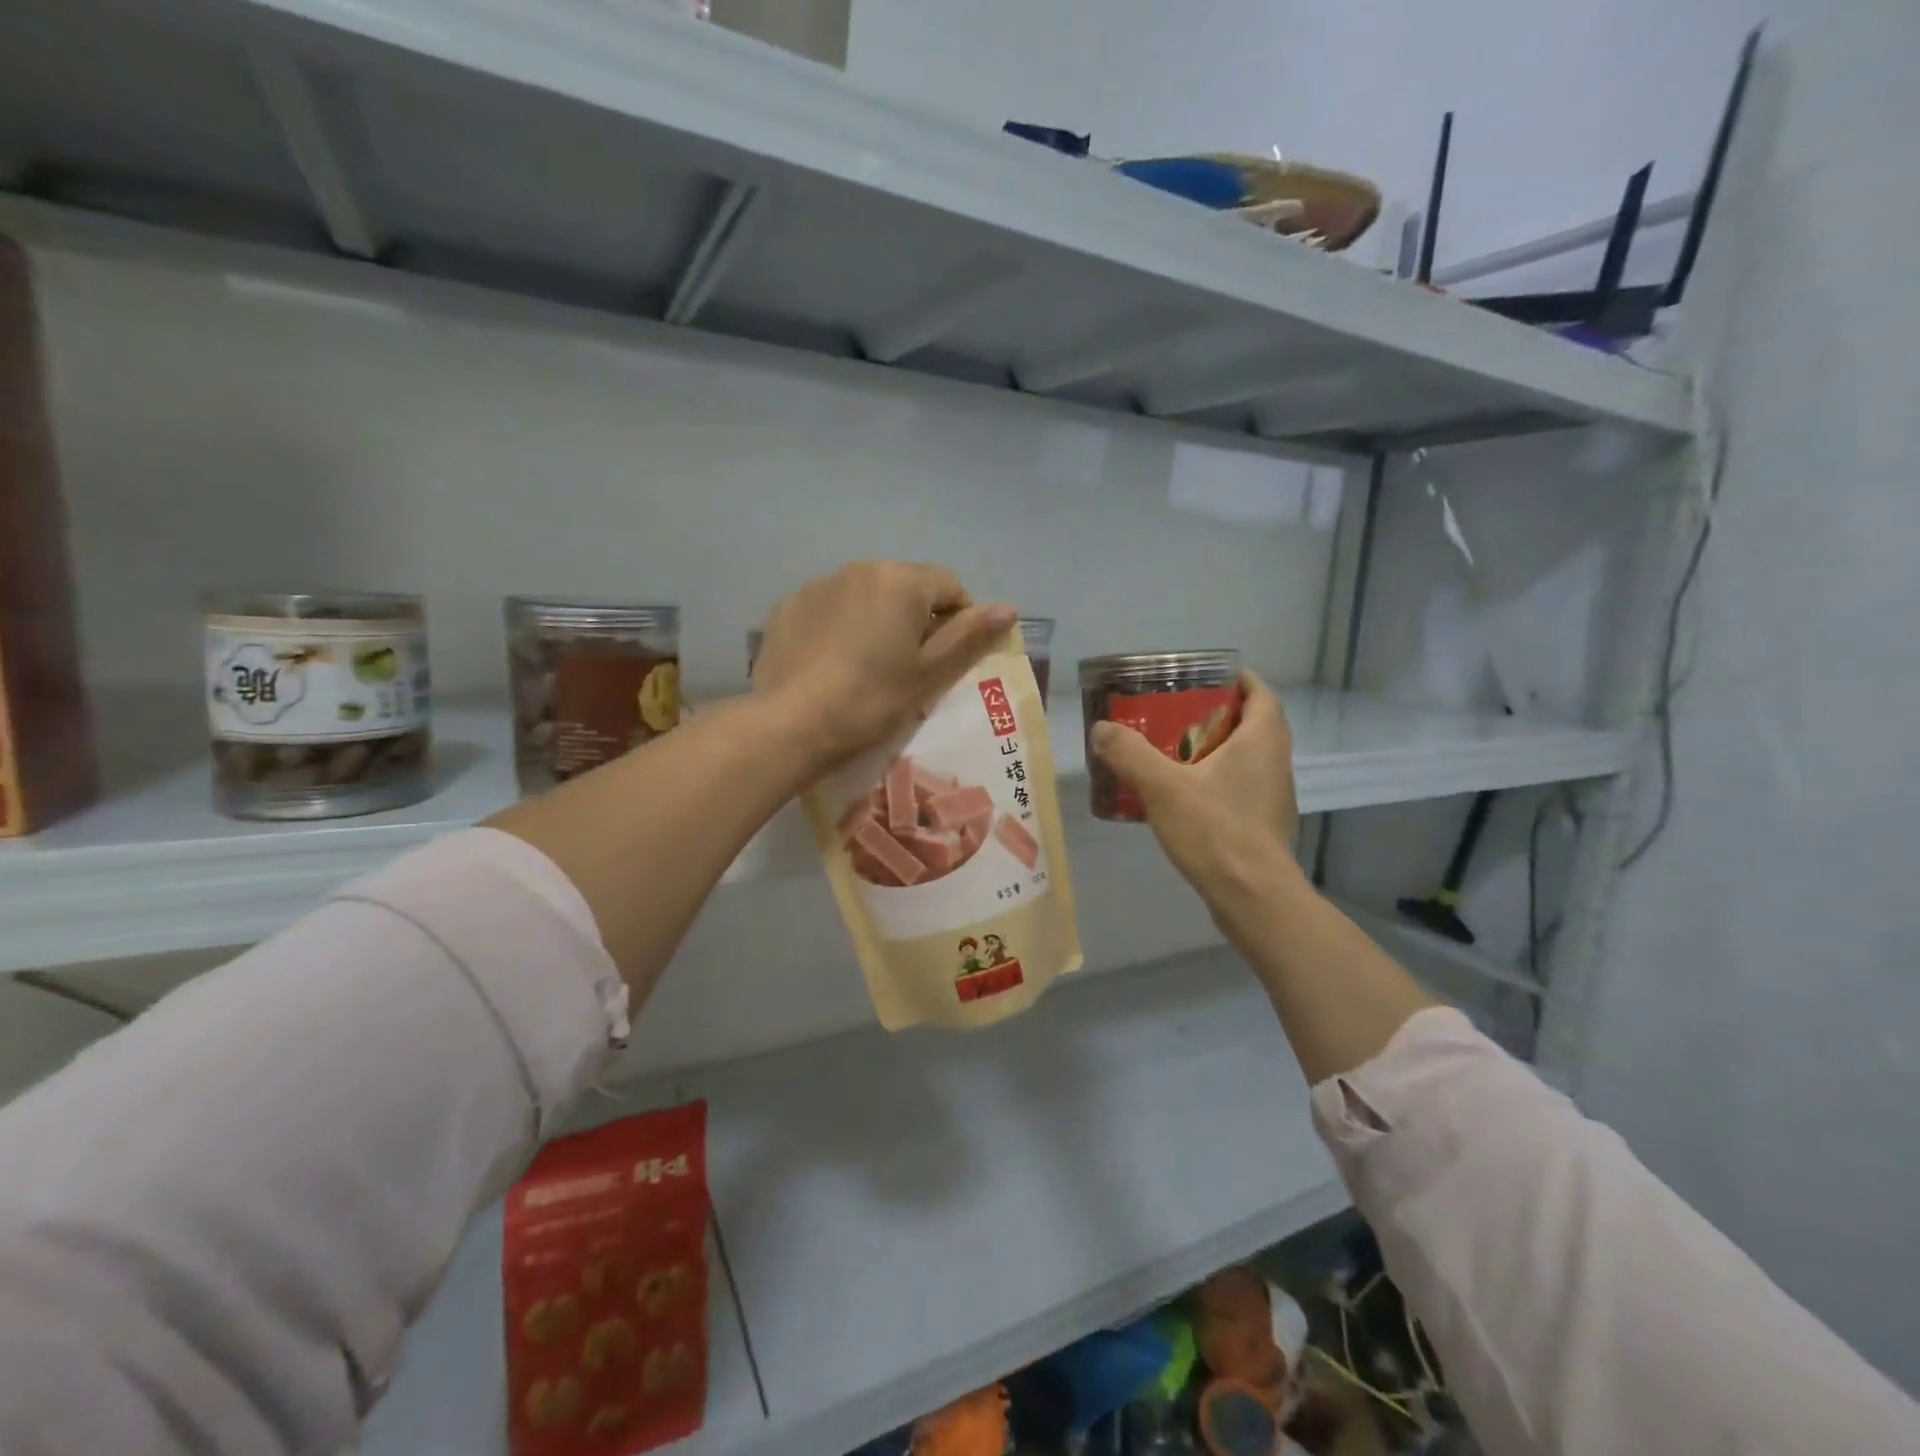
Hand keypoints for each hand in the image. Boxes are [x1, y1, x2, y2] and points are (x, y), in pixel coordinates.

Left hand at [754, 561, 1015, 769]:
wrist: (792, 725)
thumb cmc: (872, 700)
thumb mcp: (929, 673)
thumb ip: (969, 636)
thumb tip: (1008, 608)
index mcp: (901, 580)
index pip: (949, 585)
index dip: (958, 621)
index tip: (945, 660)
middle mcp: (860, 568)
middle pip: (905, 587)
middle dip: (914, 619)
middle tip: (907, 668)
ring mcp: (818, 585)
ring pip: (864, 597)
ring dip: (875, 620)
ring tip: (865, 668)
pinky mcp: (787, 606)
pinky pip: (829, 609)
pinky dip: (838, 628)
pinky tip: (830, 665)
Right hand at [1090, 672, 1300, 906]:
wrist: (1253, 897)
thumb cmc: (1215, 830)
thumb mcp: (1162, 786)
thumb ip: (1130, 754)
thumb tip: (1102, 729)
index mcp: (1261, 739)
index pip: (1259, 692)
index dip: (1236, 678)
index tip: (1204, 676)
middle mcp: (1276, 761)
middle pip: (1252, 723)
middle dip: (1218, 712)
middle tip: (1177, 711)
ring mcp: (1274, 795)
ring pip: (1247, 757)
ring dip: (1216, 748)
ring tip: (1173, 750)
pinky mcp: (1264, 824)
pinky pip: (1241, 786)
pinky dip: (1217, 780)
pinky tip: (1183, 795)